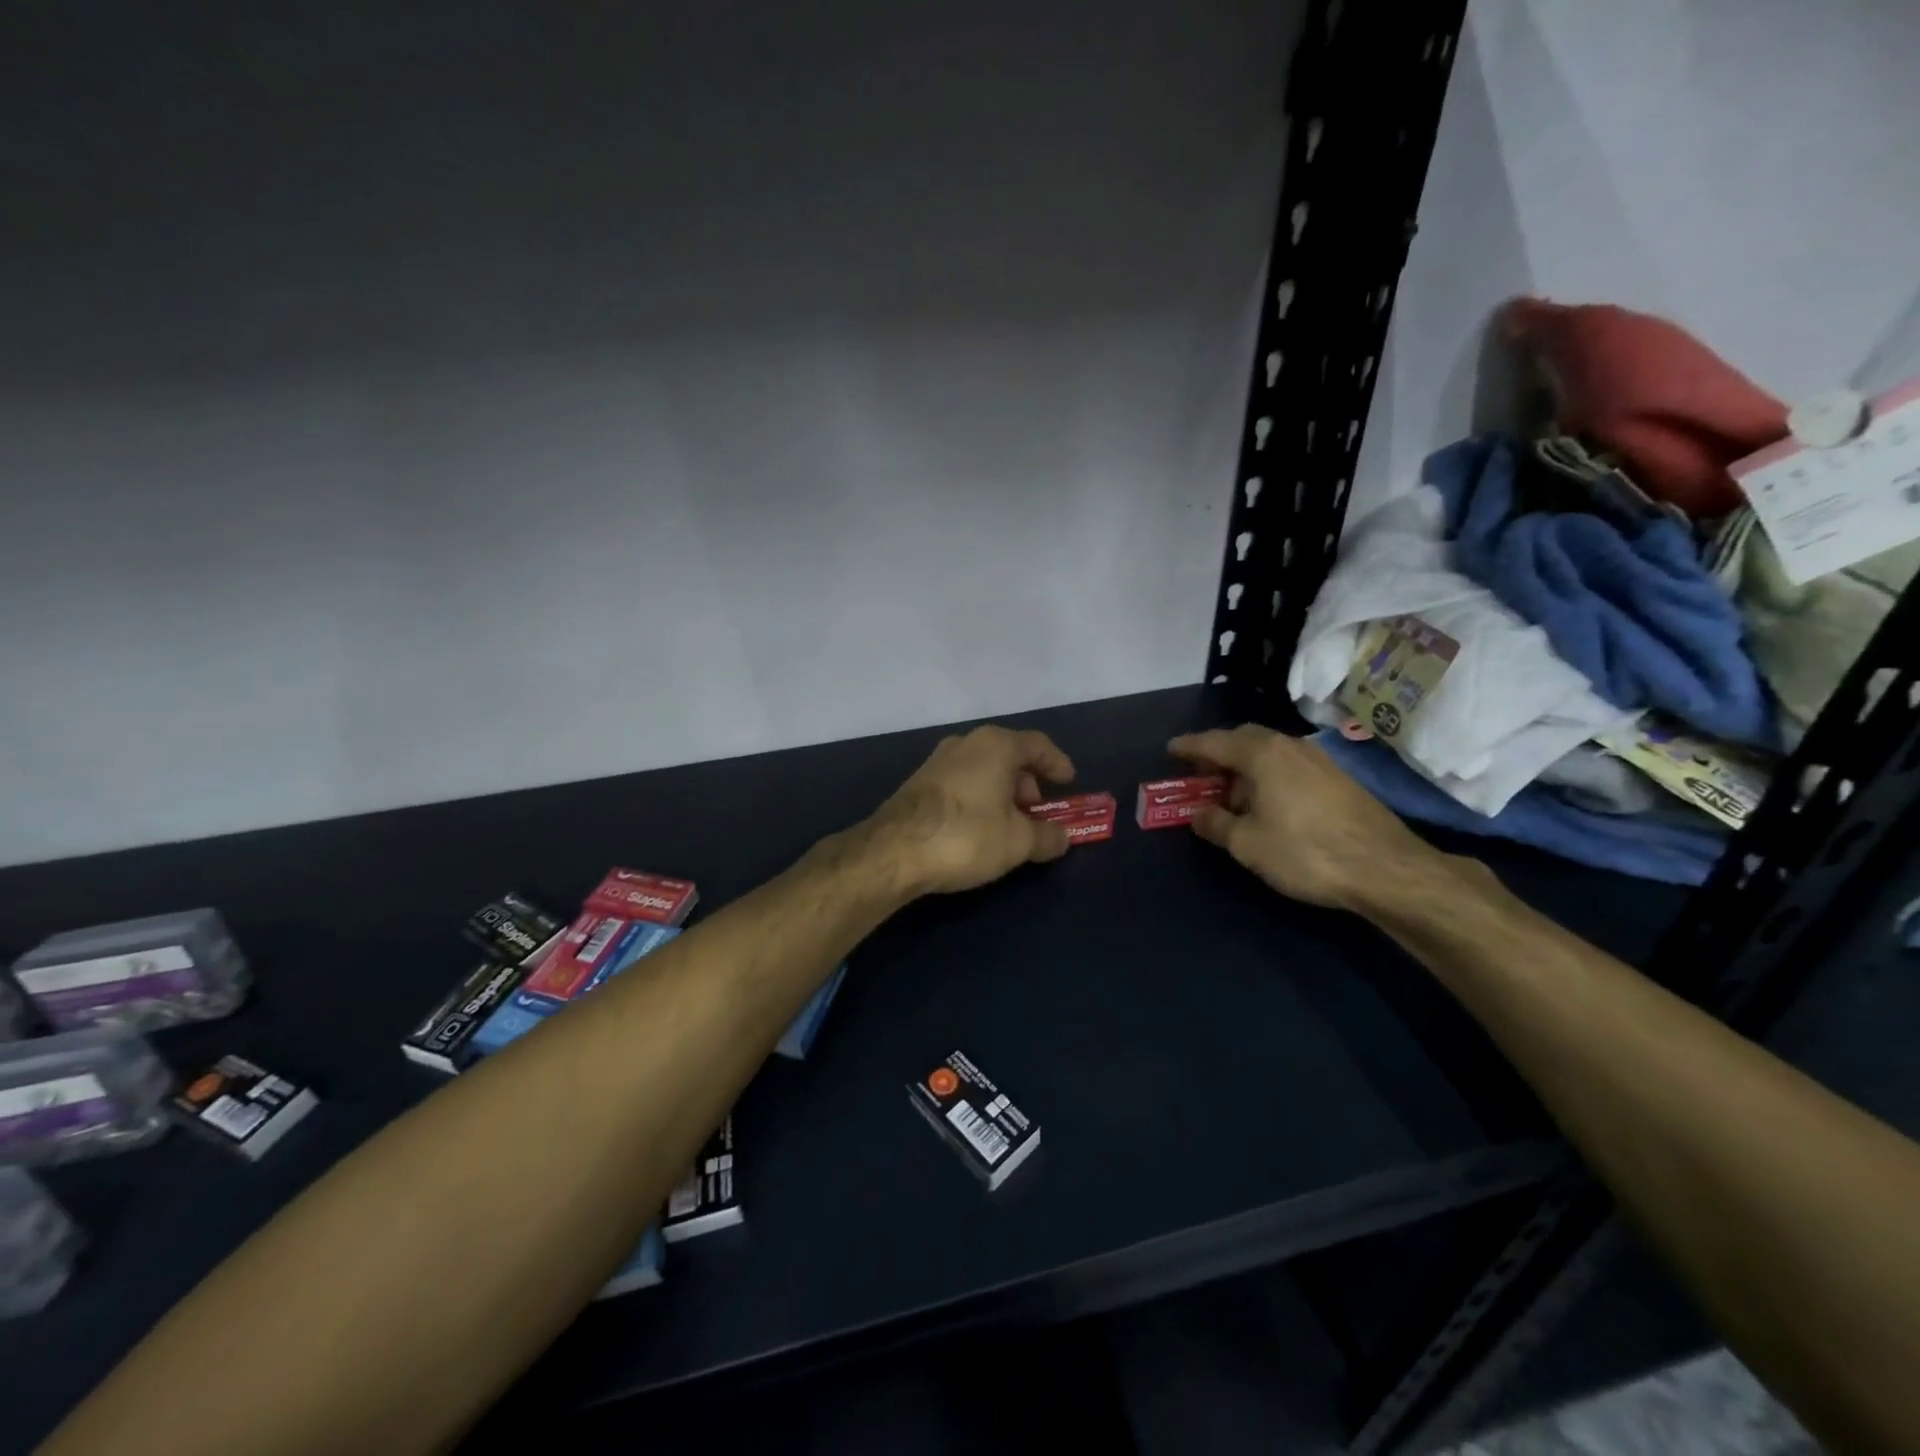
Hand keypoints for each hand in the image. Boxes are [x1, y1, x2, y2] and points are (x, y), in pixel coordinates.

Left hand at [864, 726, 1076, 895]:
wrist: (893, 850)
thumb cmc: (967, 836)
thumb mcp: (1018, 842)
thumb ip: (1046, 837)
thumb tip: (1063, 837)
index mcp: (996, 745)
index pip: (1038, 745)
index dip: (1057, 763)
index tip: (1069, 783)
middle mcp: (966, 743)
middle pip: (1009, 756)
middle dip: (1028, 783)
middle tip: (1038, 812)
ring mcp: (937, 761)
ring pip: (983, 770)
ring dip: (1002, 793)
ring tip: (1010, 825)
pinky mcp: (918, 783)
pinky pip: (962, 783)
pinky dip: (979, 798)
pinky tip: (979, 828)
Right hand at [1168, 725, 1435, 909]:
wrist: (1385, 868)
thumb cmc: (1305, 852)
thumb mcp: (1247, 844)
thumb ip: (1216, 824)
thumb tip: (1199, 814)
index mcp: (1261, 754)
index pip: (1214, 742)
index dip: (1188, 747)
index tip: (1170, 750)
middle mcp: (1289, 746)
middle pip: (1244, 739)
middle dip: (1218, 753)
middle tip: (1200, 775)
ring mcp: (1318, 759)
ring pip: (1270, 752)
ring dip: (1245, 766)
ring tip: (1233, 795)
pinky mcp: (1338, 778)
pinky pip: (1289, 765)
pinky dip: (1269, 775)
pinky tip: (1269, 803)